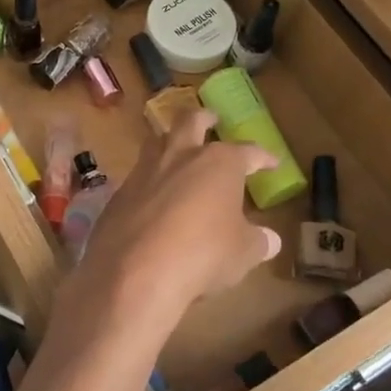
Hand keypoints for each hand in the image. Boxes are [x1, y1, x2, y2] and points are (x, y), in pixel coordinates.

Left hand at [59, 111, 280, 351]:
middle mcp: (180, 156)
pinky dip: (149, 181)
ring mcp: (145, 171)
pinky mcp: (119, 193)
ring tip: (176, 149)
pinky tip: (152, 196)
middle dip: (204, 118)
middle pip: (191, 121)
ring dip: (169, 141)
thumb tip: (270, 239)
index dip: (262, 157)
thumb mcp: (242, 253)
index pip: (247, 152)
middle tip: (211, 118)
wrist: (136, 271)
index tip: (272, 162)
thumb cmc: (203, 254)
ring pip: (157, 141)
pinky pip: (137, 176)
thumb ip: (257, 242)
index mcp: (219, 163)